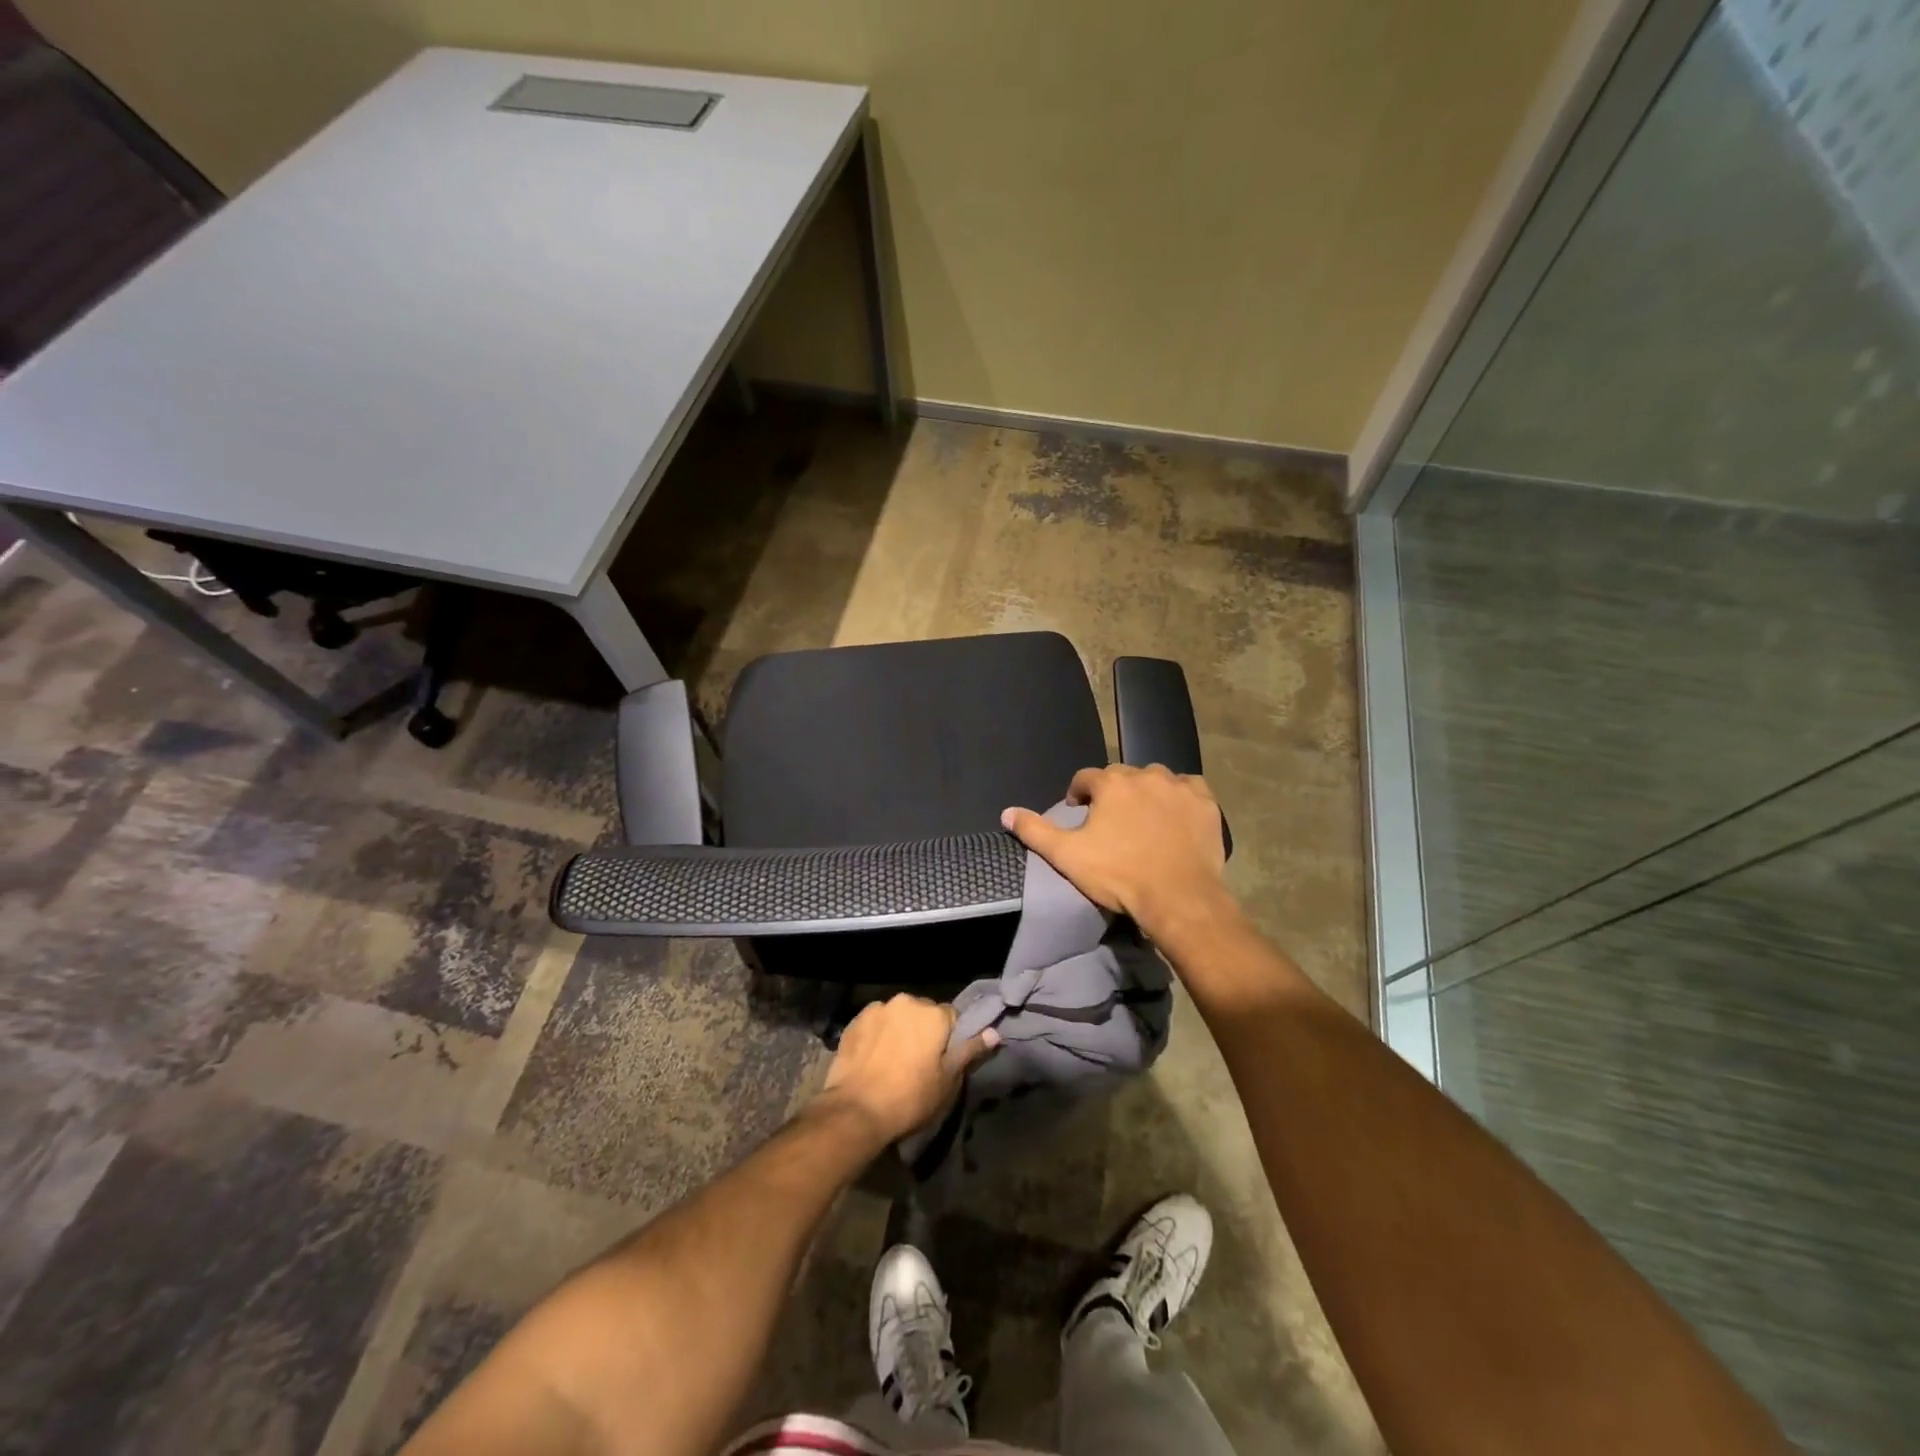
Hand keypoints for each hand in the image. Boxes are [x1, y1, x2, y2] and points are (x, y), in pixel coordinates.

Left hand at [814, 995, 998, 1146]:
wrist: (857, 1110)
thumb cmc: (910, 1098)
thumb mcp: (948, 1080)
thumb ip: (969, 1051)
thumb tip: (994, 1033)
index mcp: (933, 1014)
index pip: (951, 1017)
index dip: (949, 1038)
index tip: (942, 1059)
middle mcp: (907, 1001)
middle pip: (923, 1012)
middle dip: (923, 1030)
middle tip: (918, 1062)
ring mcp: (878, 1008)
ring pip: (898, 1016)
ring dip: (899, 1030)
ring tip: (892, 1060)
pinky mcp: (855, 1020)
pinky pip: (875, 1022)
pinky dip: (877, 1034)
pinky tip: (873, 1057)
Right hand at [1001, 764, 1232, 940]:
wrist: (1178, 898)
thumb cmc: (1119, 875)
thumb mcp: (1067, 856)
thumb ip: (1035, 831)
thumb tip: (1007, 812)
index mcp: (1111, 784)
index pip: (1086, 778)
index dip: (1079, 794)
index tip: (1079, 813)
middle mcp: (1145, 775)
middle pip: (1122, 776)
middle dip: (1113, 793)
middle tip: (1112, 821)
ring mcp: (1179, 787)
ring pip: (1156, 779)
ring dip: (1147, 792)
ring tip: (1144, 818)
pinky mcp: (1206, 803)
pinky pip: (1190, 788)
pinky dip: (1180, 797)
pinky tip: (1176, 816)